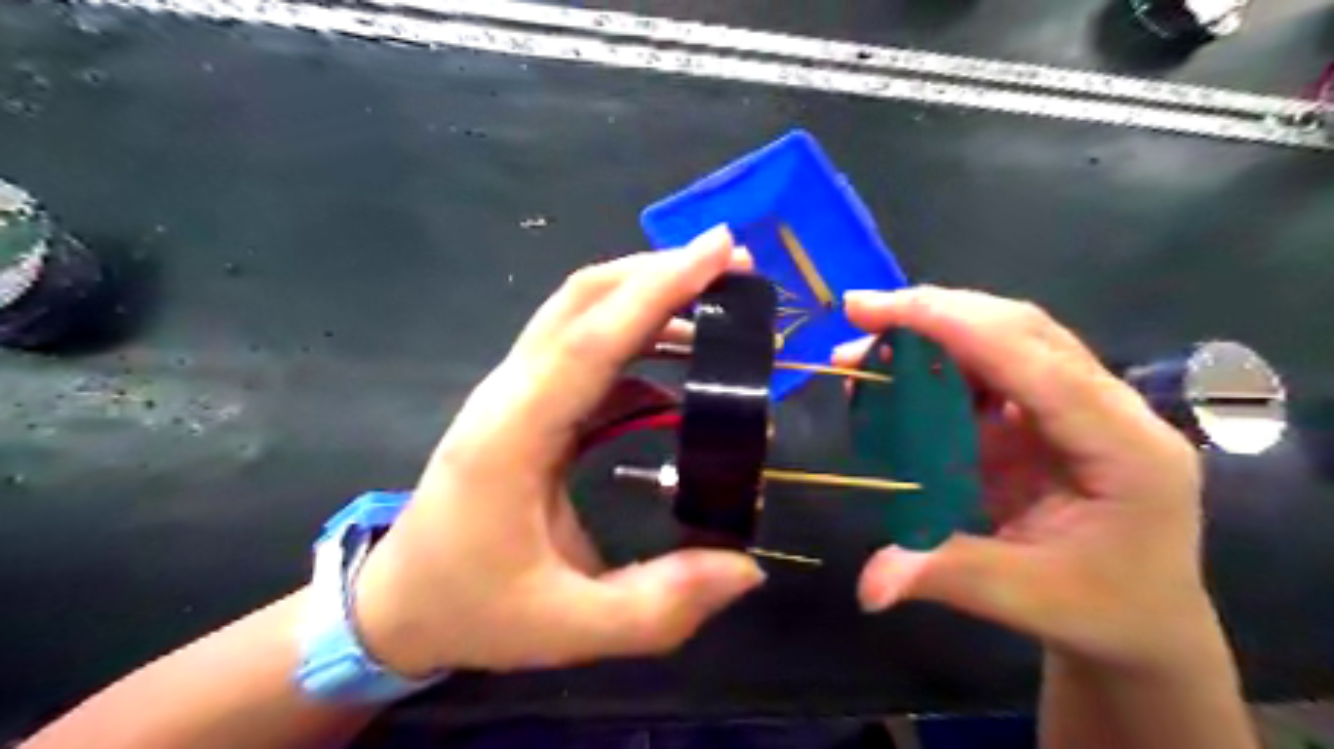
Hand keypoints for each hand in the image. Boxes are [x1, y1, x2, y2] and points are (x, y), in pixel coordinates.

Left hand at [347, 225, 766, 674]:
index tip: (720, 249)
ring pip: (580, 312)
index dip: (658, 289)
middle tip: (734, 263)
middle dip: (660, 271)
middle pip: (582, 300)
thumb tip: (747, 569)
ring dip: (648, 294)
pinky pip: (584, 348)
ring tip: (718, 301)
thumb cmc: (473, 610)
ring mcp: (513, 392)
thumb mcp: (568, 628)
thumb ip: (659, 605)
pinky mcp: (525, 402)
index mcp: (512, 437)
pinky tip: (679, 357)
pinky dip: (636, 335)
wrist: (395, 605)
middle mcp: (509, 395)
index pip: (592, 338)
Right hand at [837, 287, 1216, 672]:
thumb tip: (866, 587)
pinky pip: (991, 370)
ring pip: (1006, 339)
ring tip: (866, 343)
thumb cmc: (1102, 609)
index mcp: (1126, 448)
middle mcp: (1110, 409)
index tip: (885, 311)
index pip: (1039, 364)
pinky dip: (939, 364)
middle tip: (860, 312)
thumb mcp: (1023, 597)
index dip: (959, 328)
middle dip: (937, 313)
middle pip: (1022, 331)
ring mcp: (1080, 406)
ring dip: (933, 332)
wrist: (1144, 620)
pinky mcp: (1048, 414)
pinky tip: (898, 374)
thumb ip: (943, 574)